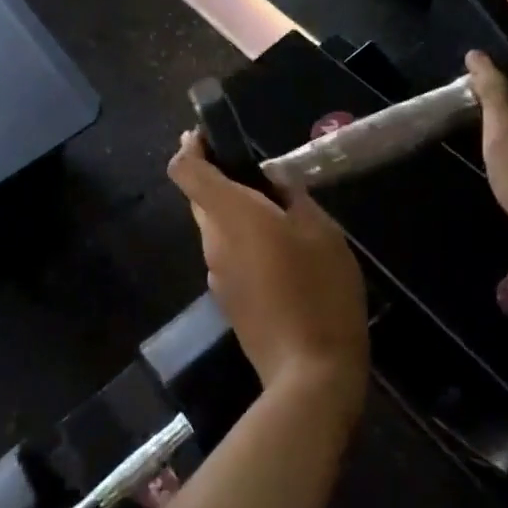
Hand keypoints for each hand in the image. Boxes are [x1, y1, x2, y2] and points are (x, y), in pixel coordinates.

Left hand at [168, 131, 369, 402]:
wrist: (310, 373)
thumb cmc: (319, 289)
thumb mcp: (321, 231)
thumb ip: (292, 196)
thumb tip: (272, 180)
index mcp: (231, 216)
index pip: (186, 171)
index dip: (191, 147)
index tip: (209, 135)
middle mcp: (213, 242)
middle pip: (201, 199)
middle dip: (220, 178)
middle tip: (261, 173)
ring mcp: (217, 275)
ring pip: (217, 228)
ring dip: (237, 213)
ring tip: (282, 213)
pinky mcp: (228, 301)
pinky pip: (229, 255)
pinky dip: (245, 242)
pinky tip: (282, 255)